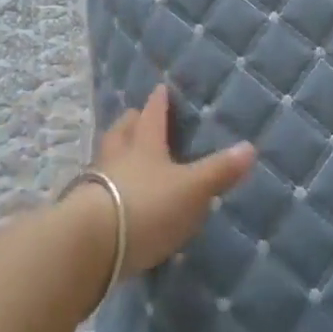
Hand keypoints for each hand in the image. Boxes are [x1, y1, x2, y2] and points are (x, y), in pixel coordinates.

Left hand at [91, 85, 256, 275]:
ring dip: (115, 153)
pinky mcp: (82, 212)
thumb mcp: (191, 190)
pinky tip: (112, 197)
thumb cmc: (147, 206)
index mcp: (145, 146)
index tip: (160, 88)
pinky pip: (96, 189)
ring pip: (106, 158)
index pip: (153, 117)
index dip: (158, 103)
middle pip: (122, 132)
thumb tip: (250, 147)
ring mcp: (95, 183)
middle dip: (131, 122)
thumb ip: (219, 171)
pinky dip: (106, 186)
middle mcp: (118, 158)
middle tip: (135, 116)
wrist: (92, 243)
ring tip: (123, 154)